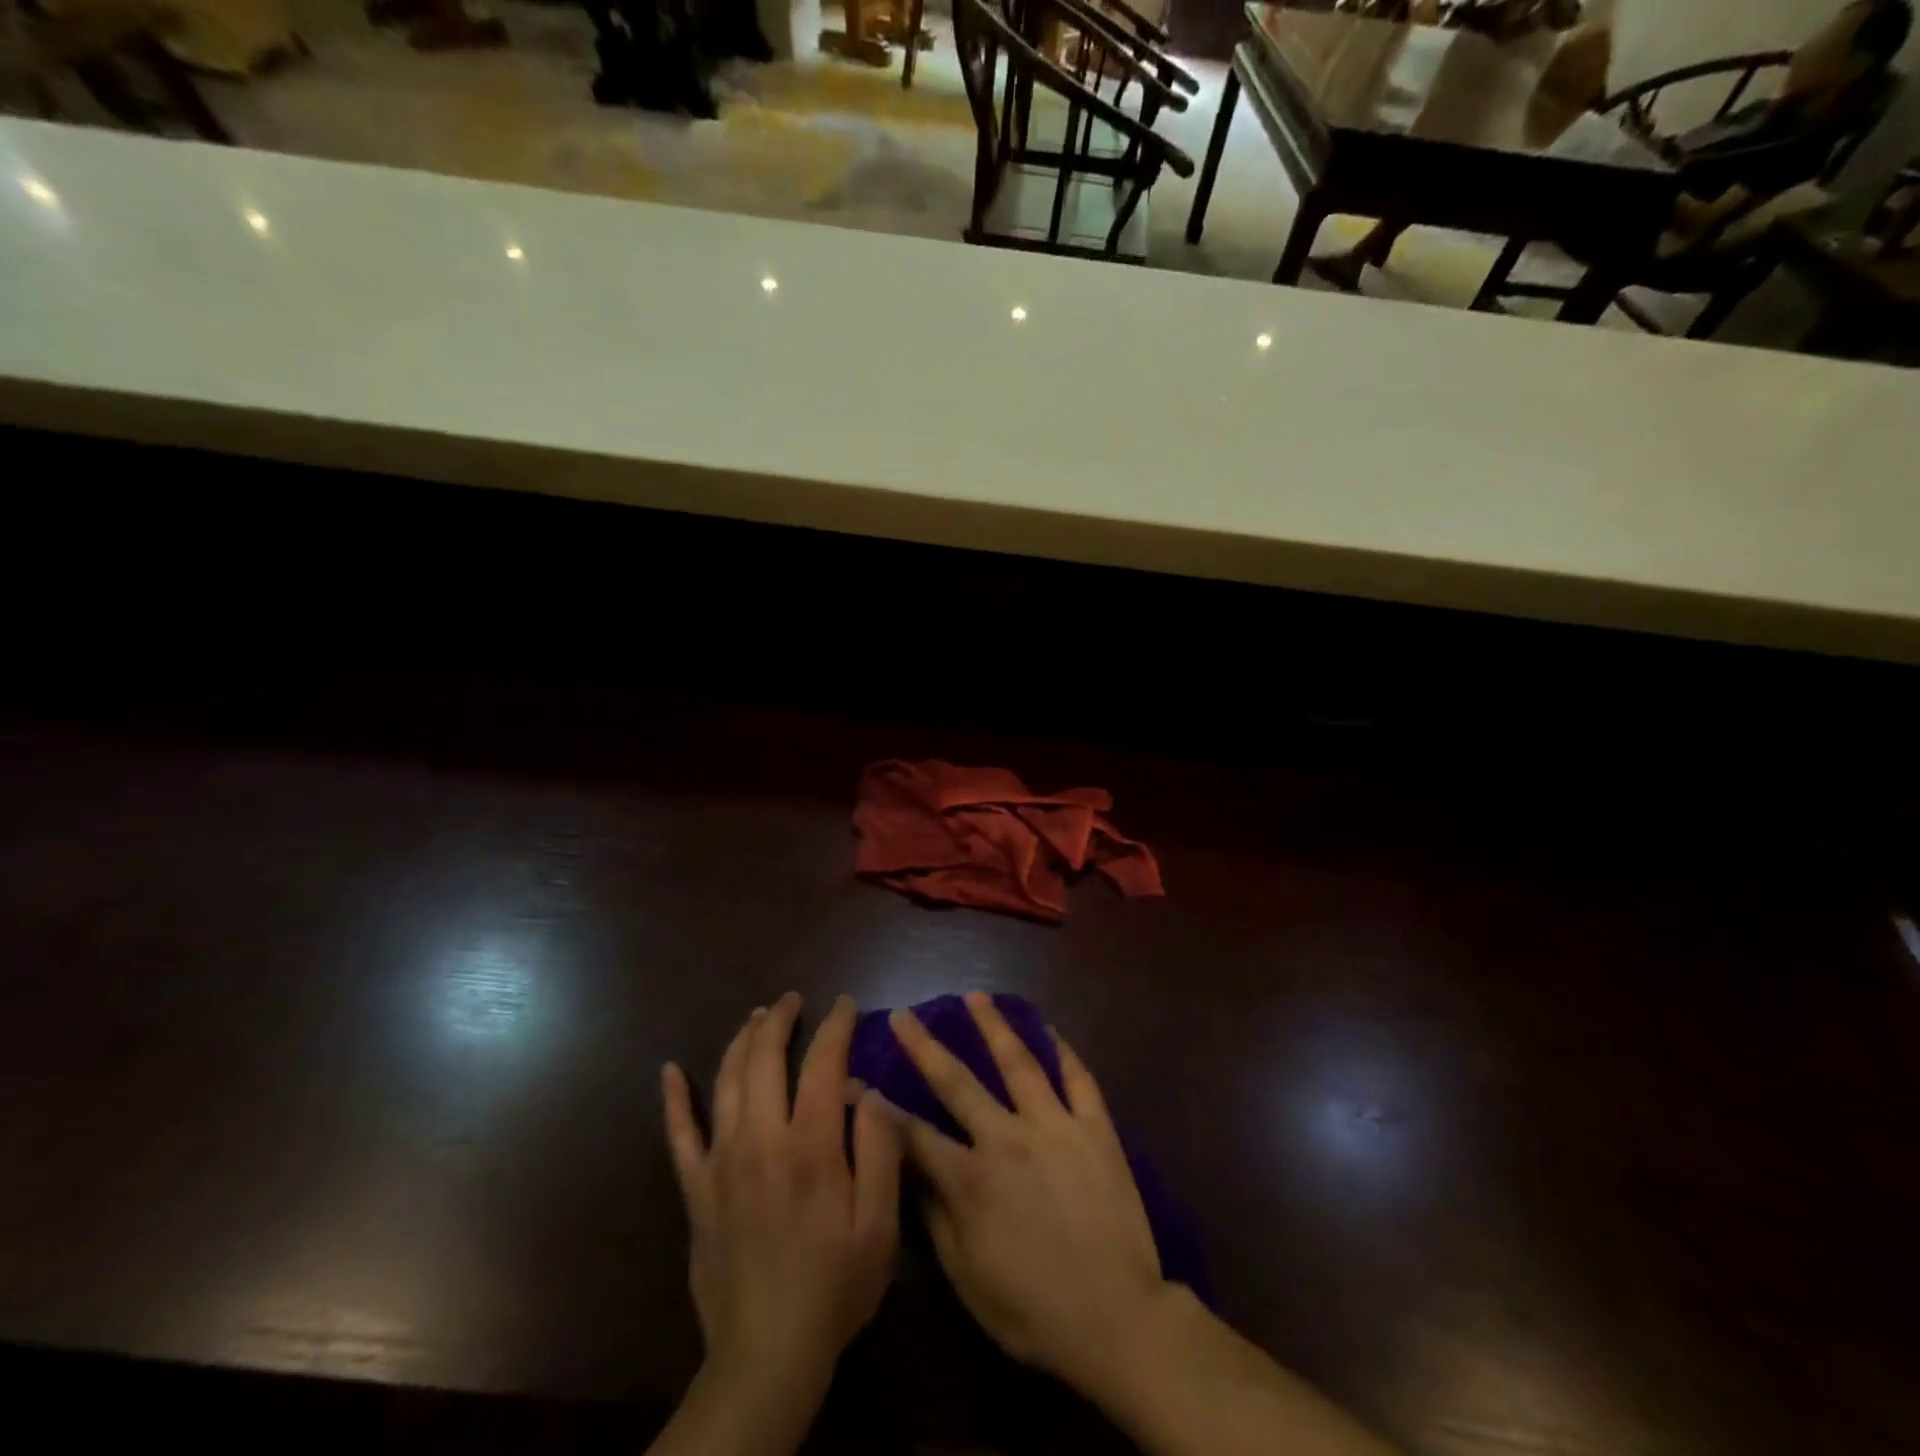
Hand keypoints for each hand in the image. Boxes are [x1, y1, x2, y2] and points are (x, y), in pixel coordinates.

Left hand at [662, 992, 902, 1404]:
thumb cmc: (835, 1286)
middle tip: (793, 1000)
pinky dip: (674, 1099)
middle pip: (765, 1059)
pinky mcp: (696, 1190)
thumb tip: (869, 1090)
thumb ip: (879, 1149)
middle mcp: (760, 1140)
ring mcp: (721, 1163)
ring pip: (725, 1082)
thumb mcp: (879, 1223)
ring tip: (755, 1017)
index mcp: (810, 1145)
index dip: (835, 1026)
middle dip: (780, 1020)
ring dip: (741, 1041)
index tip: (844, 1004)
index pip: (823, 1063)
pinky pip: (679, 1134)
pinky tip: (669, 1071)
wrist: (767, 1355)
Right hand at [888, 991, 1168, 1395]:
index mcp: (970, 1178)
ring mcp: (1054, 1126)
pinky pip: (1078, 1079)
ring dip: (993, 1026)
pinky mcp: (1095, 1128)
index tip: (856, 1079)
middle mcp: (1007, 1138)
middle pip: (958, 1081)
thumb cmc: (1033, 1310)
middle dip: (925, 1046)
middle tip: (905, 1015)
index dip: (880, 1107)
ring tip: (975, 996)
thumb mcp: (967, 1278)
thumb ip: (935, 1219)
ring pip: (1019, 1062)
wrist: (1118, 1320)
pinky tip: (1050, 1028)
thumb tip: (911, 1171)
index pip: (914, 1133)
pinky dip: (1063, 1050)